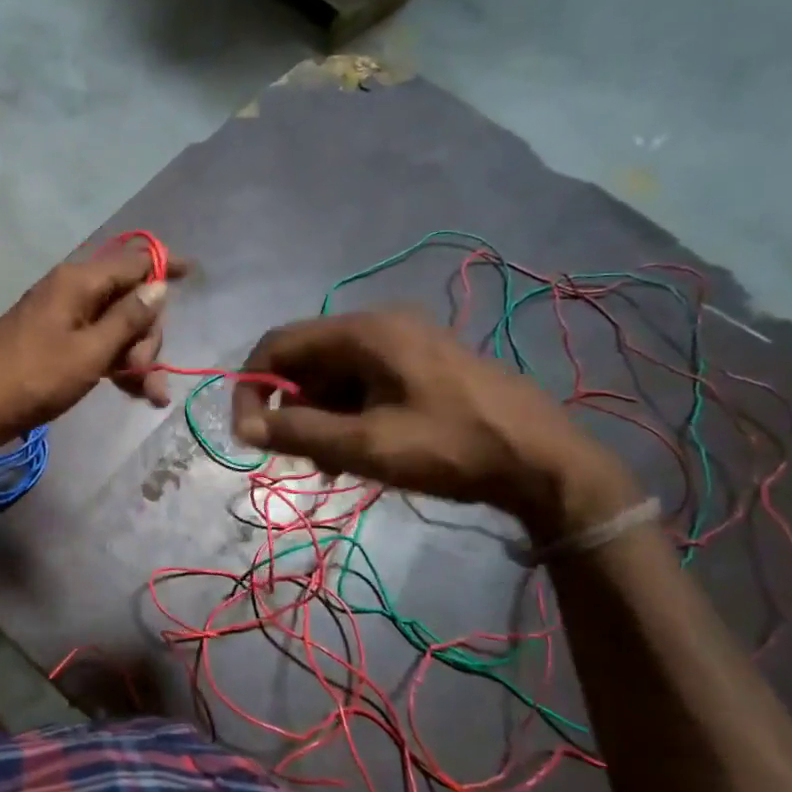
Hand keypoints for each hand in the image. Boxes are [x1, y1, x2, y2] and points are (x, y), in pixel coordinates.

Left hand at [0, 246, 187, 451]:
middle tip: (148, 373)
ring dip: (137, 357)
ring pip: (116, 327)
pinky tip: (136, 392)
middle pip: (129, 299)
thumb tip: (159, 286)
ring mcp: (62, 317)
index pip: (133, 261)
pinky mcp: (55, 341)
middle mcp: (72, 291)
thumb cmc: (35, 378)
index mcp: (79, 282)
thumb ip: (128, 319)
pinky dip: (116, 364)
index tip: (193, 273)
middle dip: (148, 336)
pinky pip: (97, 343)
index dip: (164, 266)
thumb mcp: (90, 352)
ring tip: (150, 395)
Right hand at [230, 310, 638, 540]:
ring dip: (321, 418)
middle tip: (300, 459)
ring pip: (334, 376)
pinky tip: (361, 453)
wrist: (548, 462)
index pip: (278, 344)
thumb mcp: (367, 446)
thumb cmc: (452, 448)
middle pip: (306, 361)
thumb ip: (298, 432)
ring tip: (334, 466)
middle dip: (292, 409)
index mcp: (365, 331)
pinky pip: (365, 383)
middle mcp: (381, 325)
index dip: (252, 388)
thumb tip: (243, 427)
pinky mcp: (423, 364)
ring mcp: (406, 343)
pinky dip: (350, 415)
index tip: (249, 436)